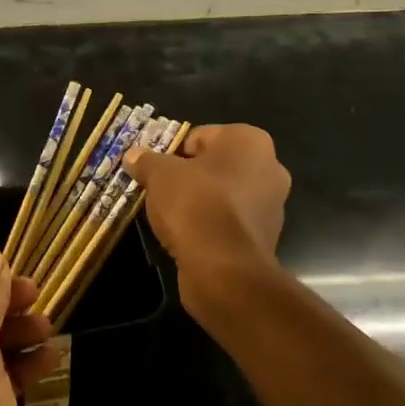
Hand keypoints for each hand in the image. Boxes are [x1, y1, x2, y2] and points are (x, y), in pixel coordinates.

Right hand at [125, 124, 290, 292]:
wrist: (224, 269)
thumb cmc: (195, 205)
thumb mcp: (159, 175)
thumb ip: (146, 161)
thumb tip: (133, 155)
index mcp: (250, 141)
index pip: (200, 136)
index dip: (172, 152)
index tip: (154, 171)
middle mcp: (269, 167)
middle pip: (213, 165)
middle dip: (187, 176)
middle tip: (159, 191)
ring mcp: (271, 205)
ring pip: (222, 194)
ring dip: (199, 202)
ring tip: (171, 217)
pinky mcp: (264, 237)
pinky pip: (228, 221)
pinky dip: (210, 225)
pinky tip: (188, 237)